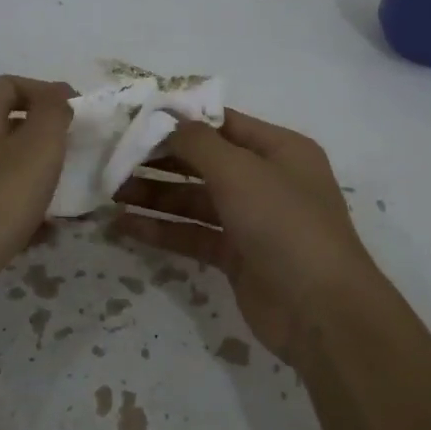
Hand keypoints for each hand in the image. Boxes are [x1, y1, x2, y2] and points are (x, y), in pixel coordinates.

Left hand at [0, 75, 74, 313]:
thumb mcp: (38, 150)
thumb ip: (53, 114)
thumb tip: (56, 98)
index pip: (13, 84)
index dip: (49, 93)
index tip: (79, 116)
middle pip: (4, 121)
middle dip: (42, 136)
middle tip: (71, 155)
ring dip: (31, 173)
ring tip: (59, 198)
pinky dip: (14, 201)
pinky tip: (36, 231)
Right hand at [112, 109, 380, 365]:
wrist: (320, 311)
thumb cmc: (284, 224)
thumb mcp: (240, 171)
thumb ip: (198, 142)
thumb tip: (166, 118)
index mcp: (279, 149)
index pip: (222, 124)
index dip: (180, 120)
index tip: (134, 119)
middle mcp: (266, 180)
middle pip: (204, 162)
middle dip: (160, 160)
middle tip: (113, 159)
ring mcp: (252, 220)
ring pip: (195, 200)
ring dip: (155, 195)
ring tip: (110, 193)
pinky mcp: (237, 256)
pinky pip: (194, 234)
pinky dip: (163, 230)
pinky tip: (125, 227)